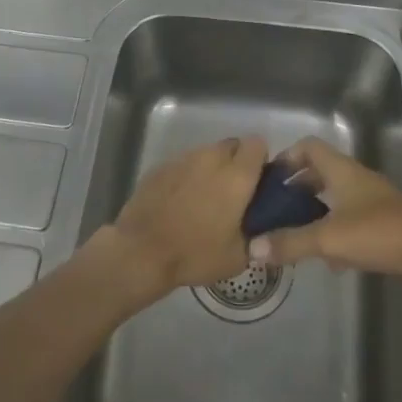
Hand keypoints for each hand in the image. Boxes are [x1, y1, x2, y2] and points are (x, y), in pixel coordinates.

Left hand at [104, 135, 267, 299]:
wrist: (142, 251)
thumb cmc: (195, 254)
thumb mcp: (238, 257)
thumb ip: (255, 233)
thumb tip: (259, 226)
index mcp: (236, 175)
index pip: (257, 144)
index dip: (259, 159)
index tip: (257, 181)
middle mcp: (211, 158)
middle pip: (232, 144)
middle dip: (236, 162)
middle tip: (232, 192)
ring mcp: (183, 159)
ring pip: (206, 153)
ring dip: (211, 168)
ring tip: (204, 198)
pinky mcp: (161, 166)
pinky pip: (183, 164)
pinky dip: (187, 176)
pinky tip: (179, 201)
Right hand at [247, 139, 401, 294]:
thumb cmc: (381, 233)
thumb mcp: (330, 239)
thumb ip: (291, 242)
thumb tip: (252, 247)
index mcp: (342, 171)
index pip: (309, 147)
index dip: (287, 157)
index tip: (268, 180)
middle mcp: (356, 180)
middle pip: (320, 173)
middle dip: (296, 188)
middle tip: (275, 209)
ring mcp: (373, 202)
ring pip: (335, 199)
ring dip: (314, 212)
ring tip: (293, 235)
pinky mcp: (385, 226)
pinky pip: (350, 222)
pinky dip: (335, 234)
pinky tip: (328, 260)